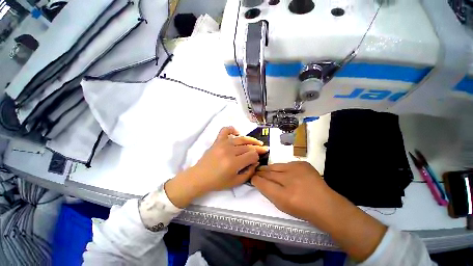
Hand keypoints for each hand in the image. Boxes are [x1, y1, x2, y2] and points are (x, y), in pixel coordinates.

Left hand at [165, 126, 267, 207]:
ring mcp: (222, 144)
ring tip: (257, 142)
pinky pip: (225, 130)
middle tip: (263, 149)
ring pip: (241, 139)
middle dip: (257, 148)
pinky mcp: (217, 141)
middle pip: (248, 147)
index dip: (257, 157)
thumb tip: (255, 162)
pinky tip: (237, 132)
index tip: (257, 160)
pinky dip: (232, 129)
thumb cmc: (217, 182)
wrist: (199, 177)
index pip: (252, 155)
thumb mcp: (236, 182)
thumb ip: (249, 173)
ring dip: (251, 140)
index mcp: (233, 163)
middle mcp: (229, 151)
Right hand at [251, 161, 332, 221]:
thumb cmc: (302, 209)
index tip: (252, 177)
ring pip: (275, 166)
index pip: (263, 183)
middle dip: (261, 172)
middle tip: (256, 171)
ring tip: (264, 169)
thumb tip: (259, 182)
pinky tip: (282, 171)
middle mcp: (289, 180)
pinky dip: (282, 168)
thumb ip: (269, 192)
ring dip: (269, 168)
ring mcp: (297, 169)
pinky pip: (286, 164)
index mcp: (283, 196)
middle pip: (268, 173)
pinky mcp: (302, 164)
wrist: (326, 204)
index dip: (256, 179)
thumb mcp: (283, 205)